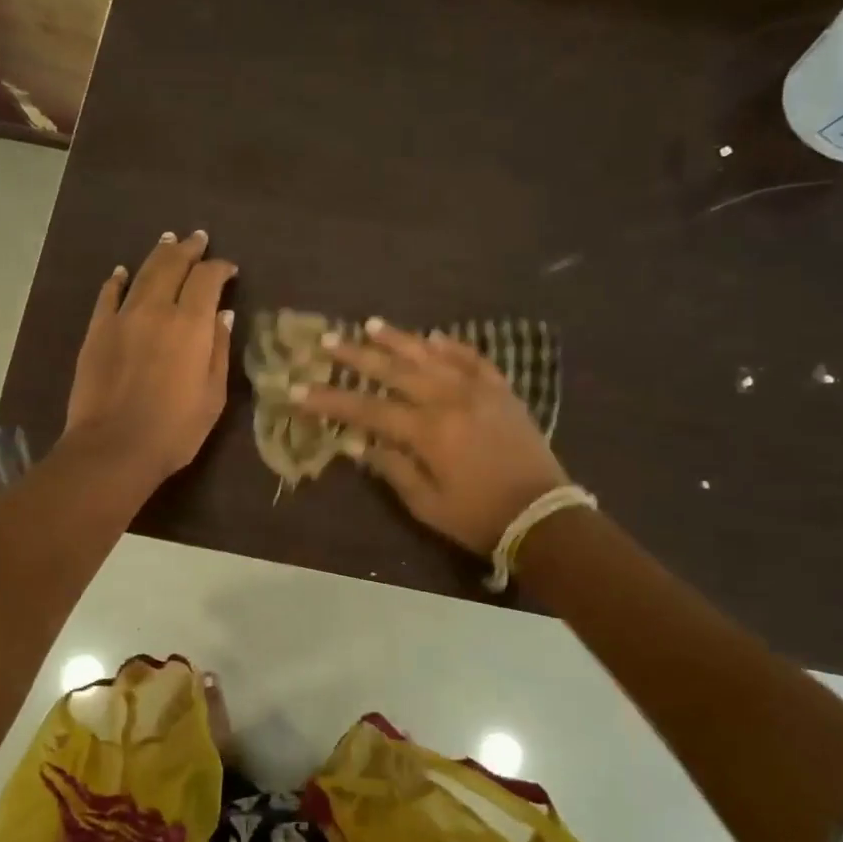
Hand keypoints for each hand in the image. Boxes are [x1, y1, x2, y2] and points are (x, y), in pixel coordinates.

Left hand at [63, 230, 236, 484]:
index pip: (207, 279)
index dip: (220, 268)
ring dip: (157, 254)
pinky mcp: (96, 332)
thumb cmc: (175, 429)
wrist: (114, 448)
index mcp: (191, 324)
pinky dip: (117, 280)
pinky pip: (108, 296)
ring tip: (168, 240)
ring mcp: (122, 318)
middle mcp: (156, 310)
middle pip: (172, 266)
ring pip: (142, 273)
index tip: (229, 269)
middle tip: (198, 238)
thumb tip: (223, 314)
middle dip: (188, 249)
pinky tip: (122, 272)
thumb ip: (218, 349)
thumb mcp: (213, 394)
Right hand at [291, 320, 569, 553]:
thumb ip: (392, 468)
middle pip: (394, 371)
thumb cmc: (478, 517)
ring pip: (431, 355)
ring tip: (370, 324)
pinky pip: (473, 359)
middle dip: (356, 356)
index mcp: (428, 432)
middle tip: (327, 341)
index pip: (367, 409)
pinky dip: (452, 346)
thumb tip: (357, 442)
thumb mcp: (426, 504)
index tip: (299, 389)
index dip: (330, 400)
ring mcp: (479, 391)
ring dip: (399, 339)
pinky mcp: (502, 391)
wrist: (543, 516)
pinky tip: (433, 337)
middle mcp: (449, 400)